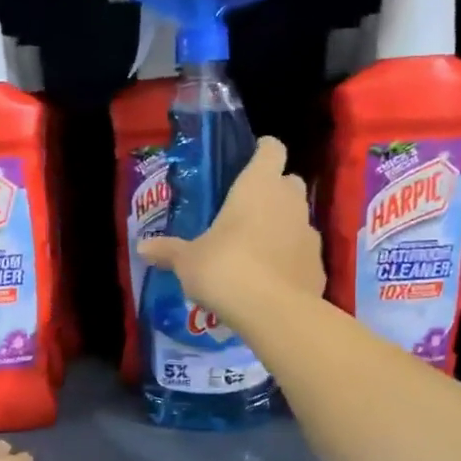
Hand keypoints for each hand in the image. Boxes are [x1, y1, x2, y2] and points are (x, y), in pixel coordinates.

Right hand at [140, 136, 324, 327]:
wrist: (273, 311)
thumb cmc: (225, 269)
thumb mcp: (188, 262)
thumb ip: (169, 251)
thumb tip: (142, 248)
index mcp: (258, 186)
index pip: (271, 149)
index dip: (262, 151)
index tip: (250, 161)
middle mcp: (289, 201)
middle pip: (289, 181)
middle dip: (274, 191)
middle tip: (248, 211)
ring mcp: (309, 232)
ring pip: (298, 218)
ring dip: (282, 226)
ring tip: (257, 250)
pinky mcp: (318, 264)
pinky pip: (303, 253)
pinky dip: (291, 259)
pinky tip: (272, 279)